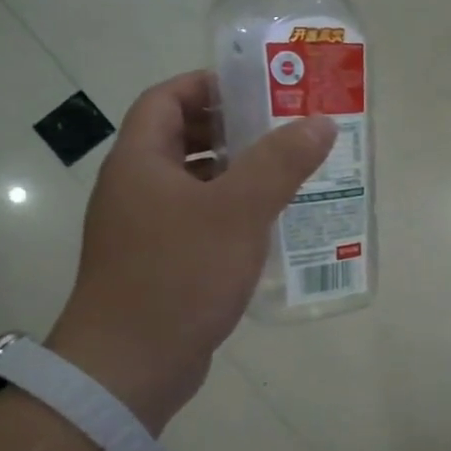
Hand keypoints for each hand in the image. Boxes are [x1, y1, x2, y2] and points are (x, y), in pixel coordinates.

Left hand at [47, 72, 333, 433]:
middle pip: (182, 140)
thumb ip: (280, 163)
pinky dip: (231, 215)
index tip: (257, 88)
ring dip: (237, 176)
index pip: (167, 99)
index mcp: (140, 162)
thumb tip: (320, 122)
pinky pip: (198, 223)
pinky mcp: (159, 265)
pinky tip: (268, 229)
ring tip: (288, 177)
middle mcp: (135, 189)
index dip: (208, 85)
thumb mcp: (238, 211)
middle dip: (232, 131)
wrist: (130, 365)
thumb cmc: (179, 275)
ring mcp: (144, 230)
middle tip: (284, 132)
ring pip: (194, 185)